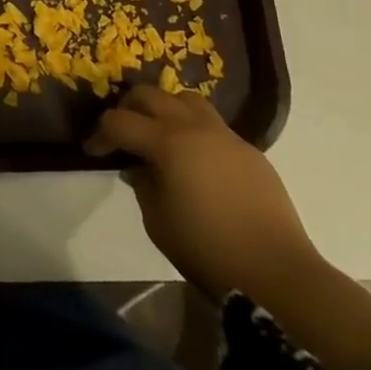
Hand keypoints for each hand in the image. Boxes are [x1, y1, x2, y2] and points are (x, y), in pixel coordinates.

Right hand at [85, 86, 321, 302]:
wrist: (277, 274)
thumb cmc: (208, 249)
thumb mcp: (157, 220)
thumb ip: (142, 183)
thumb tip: (138, 165)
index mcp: (167, 143)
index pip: (119, 121)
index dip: (100, 134)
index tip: (92, 151)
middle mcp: (194, 127)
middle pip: (150, 95)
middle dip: (128, 109)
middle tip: (122, 135)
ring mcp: (226, 136)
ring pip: (184, 99)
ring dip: (164, 109)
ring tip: (159, 135)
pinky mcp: (249, 151)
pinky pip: (213, 125)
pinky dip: (193, 130)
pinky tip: (195, 160)